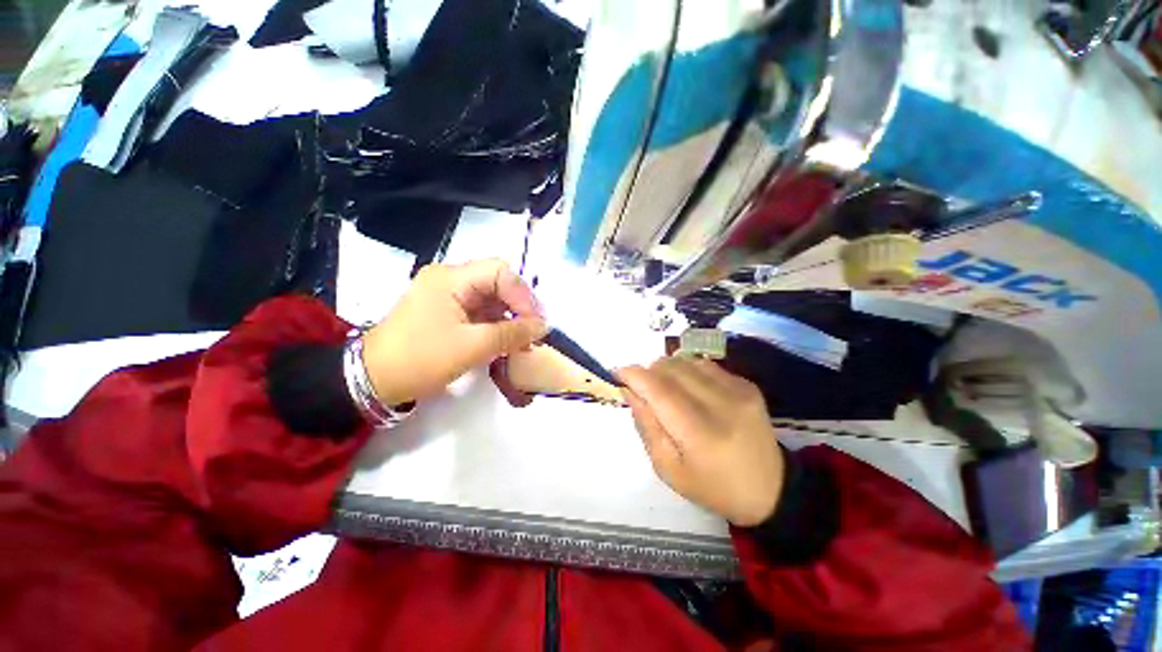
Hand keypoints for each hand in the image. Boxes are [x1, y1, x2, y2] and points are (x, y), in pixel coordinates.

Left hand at [361, 259, 547, 405]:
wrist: (372, 381)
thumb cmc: (421, 359)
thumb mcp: (472, 347)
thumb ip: (512, 334)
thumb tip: (543, 327)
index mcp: (451, 279)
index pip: (499, 272)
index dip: (523, 295)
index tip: (536, 322)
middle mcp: (450, 280)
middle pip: (497, 284)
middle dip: (519, 307)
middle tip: (533, 332)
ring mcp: (448, 297)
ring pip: (491, 299)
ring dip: (510, 319)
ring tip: (523, 342)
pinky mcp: (448, 313)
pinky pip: (480, 313)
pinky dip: (496, 326)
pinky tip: (506, 343)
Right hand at [618, 358, 784, 526]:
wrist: (770, 489)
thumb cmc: (712, 486)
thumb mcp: (668, 468)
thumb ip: (646, 425)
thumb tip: (630, 390)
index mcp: (700, 434)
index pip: (659, 390)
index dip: (633, 375)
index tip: (617, 372)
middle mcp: (721, 404)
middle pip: (671, 368)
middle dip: (648, 372)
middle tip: (643, 389)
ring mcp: (738, 390)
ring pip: (686, 360)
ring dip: (667, 369)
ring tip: (666, 389)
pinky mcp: (747, 384)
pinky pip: (704, 364)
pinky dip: (687, 370)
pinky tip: (689, 389)